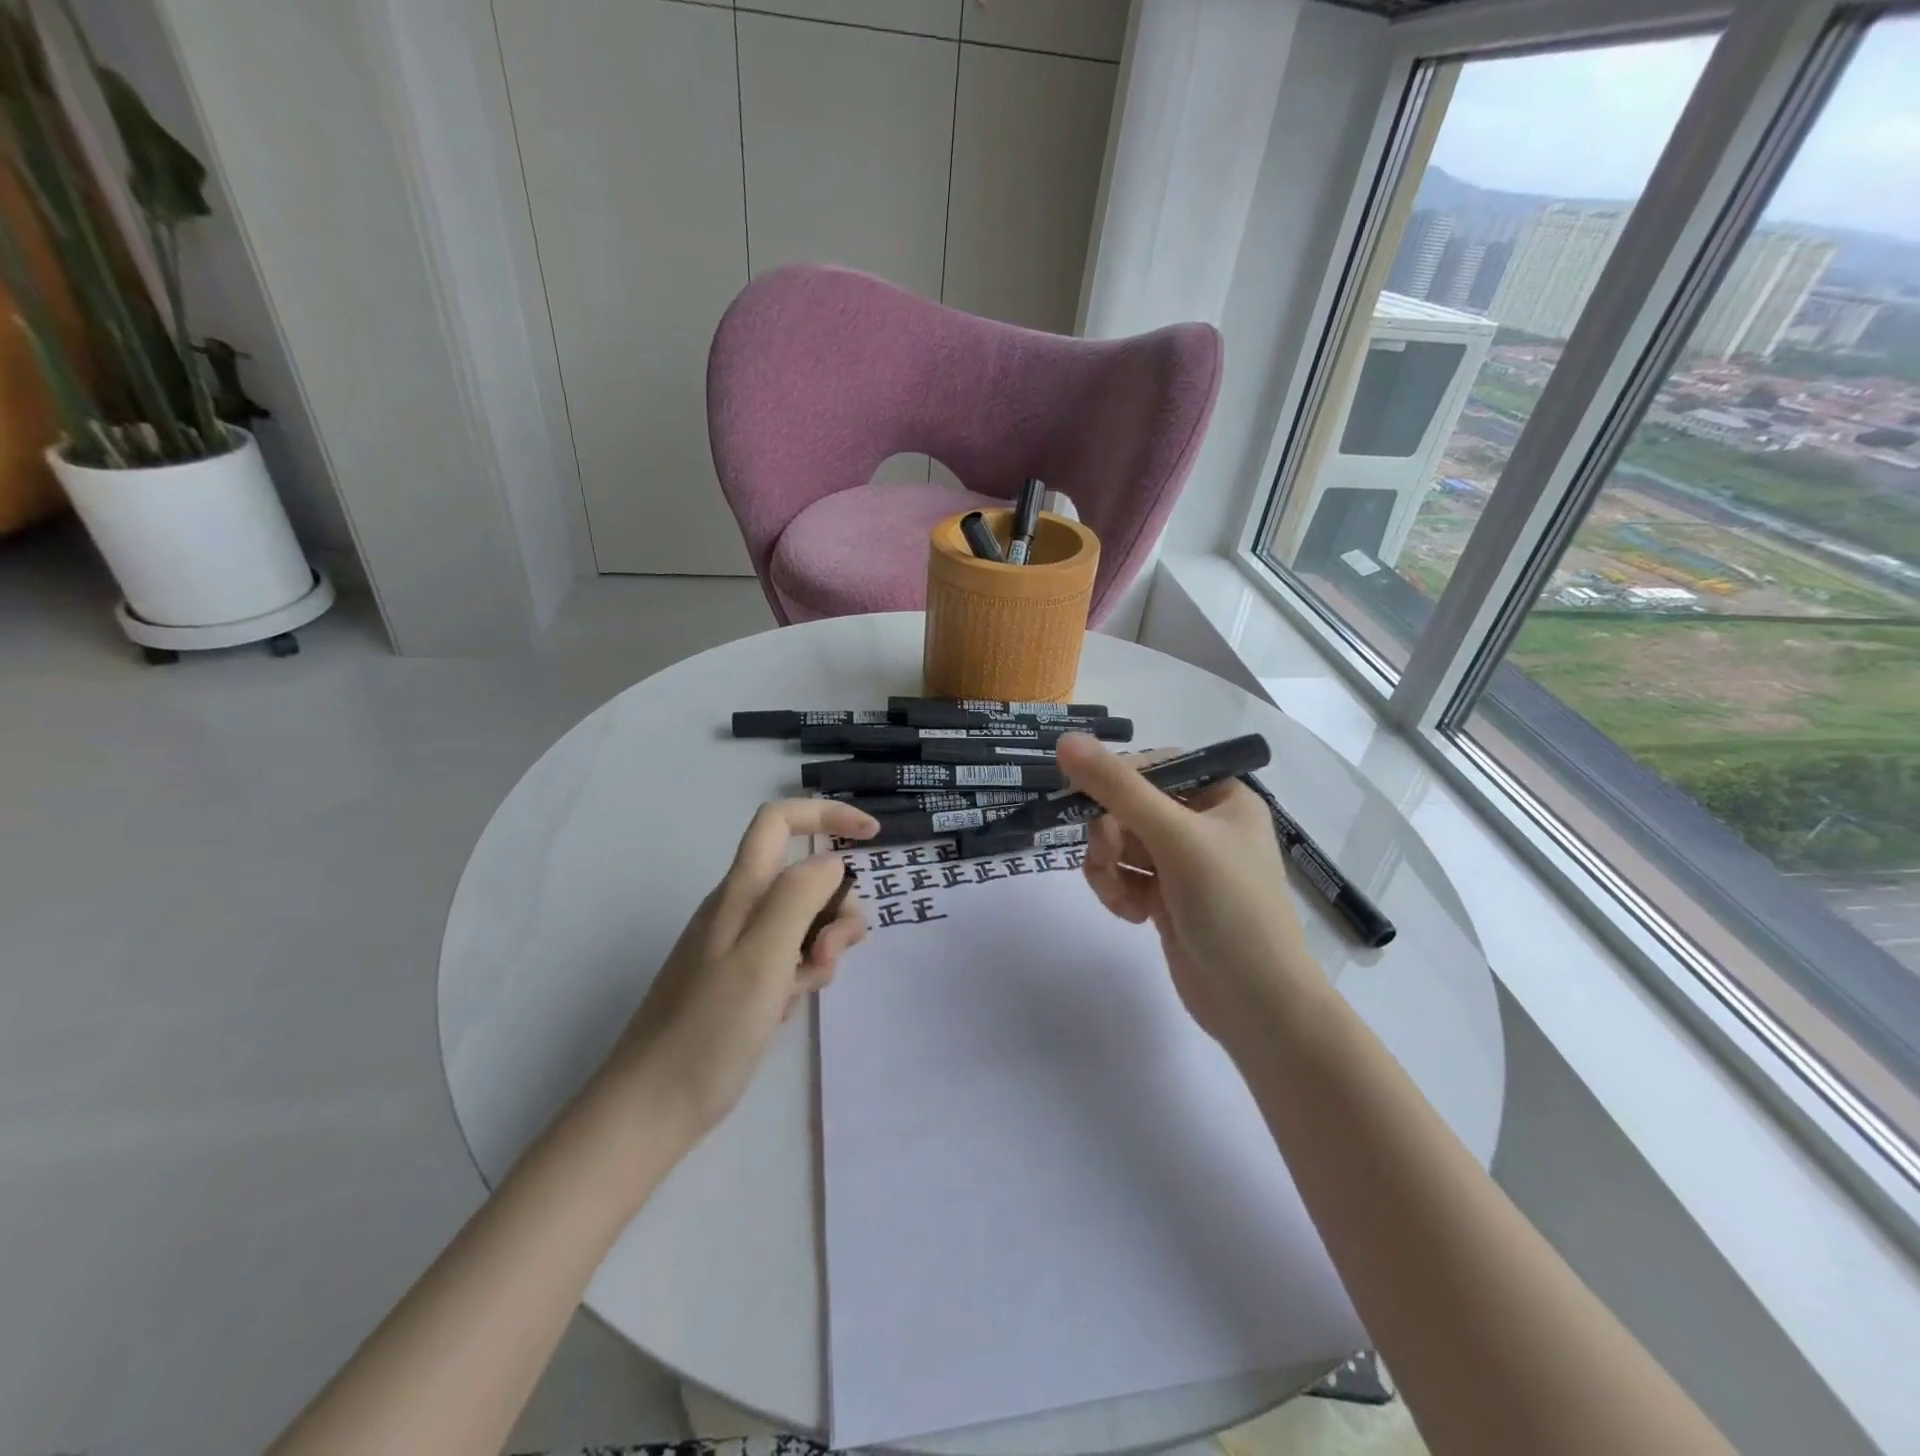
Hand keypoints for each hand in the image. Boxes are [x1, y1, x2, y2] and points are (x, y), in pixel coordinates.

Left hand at [592, 798, 877, 1141]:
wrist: (652, 1107)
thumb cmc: (709, 1029)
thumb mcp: (763, 957)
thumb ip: (799, 898)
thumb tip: (831, 863)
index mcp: (740, 892)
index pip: (780, 822)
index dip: (827, 815)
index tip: (872, 837)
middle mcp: (739, 909)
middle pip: (804, 878)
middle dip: (835, 907)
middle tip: (831, 954)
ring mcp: (738, 945)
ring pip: (802, 921)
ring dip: (821, 947)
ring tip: (805, 988)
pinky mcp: (741, 979)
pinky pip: (788, 958)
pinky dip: (801, 975)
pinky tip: (786, 1008)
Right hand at [1054, 734, 1322, 1055]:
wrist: (1256, 1004)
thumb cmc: (1230, 907)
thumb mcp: (1175, 837)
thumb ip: (1118, 788)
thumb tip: (1065, 740)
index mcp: (1220, 796)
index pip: (1153, 765)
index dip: (1117, 780)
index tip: (1089, 800)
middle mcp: (1201, 823)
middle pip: (1128, 805)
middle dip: (1110, 833)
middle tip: (1110, 857)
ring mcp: (1181, 863)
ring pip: (1118, 842)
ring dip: (1108, 866)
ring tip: (1122, 897)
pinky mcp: (1164, 897)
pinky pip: (1122, 875)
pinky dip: (1116, 890)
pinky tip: (1131, 915)